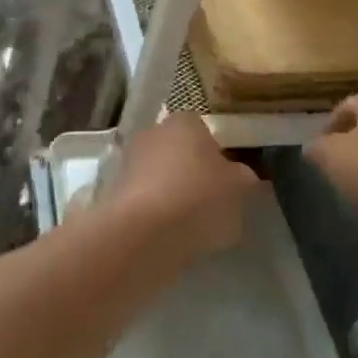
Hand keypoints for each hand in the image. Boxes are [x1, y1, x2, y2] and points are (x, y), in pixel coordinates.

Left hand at [102, 113, 257, 259]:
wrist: (143, 232)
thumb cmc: (198, 198)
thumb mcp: (238, 188)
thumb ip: (242, 178)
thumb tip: (241, 175)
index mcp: (185, 121)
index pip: (204, 130)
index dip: (217, 155)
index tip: (227, 181)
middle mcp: (153, 132)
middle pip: (179, 151)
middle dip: (192, 173)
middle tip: (211, 202)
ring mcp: (130, 160)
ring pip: (160, 175)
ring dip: (172, 194)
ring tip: (191, 227)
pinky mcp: (114, 191)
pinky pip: (145, 200)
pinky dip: (156, 213)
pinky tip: (168, 236)